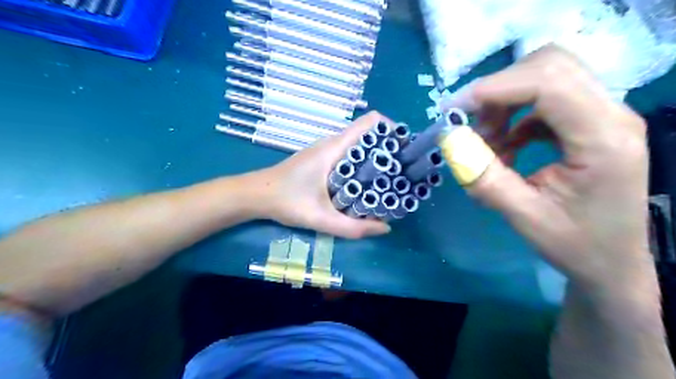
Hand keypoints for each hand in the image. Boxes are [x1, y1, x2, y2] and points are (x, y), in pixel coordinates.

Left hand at [253, 111, 390, 237]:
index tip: (404, 151)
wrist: (255, 194)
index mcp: (334, 147)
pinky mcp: (322, 158)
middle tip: (402, 171)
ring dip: (376, 157)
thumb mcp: (320, 218)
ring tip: (389, 178)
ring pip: (359, 145)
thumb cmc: (286, 201)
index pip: (371, 122)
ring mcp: (326, 149)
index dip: (392, 130)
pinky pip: (349, 154)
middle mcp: (332, 142)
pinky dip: (362, 163)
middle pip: (369, 134)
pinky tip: (365, 183)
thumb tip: (385, 228)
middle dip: (388, 148)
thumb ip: (352, 227)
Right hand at [448, 46, 652, 294]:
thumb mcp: (522, 215)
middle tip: (472, 125)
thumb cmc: (574, 244)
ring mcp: (602, 115)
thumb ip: (483, 177)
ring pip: (546, 78)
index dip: (495, 88)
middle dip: (499, 90)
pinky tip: (505, 147)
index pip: (549, 83)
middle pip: (549, 66)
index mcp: (602, 139)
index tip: (455, 111)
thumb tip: (449, 140)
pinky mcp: (588, 123)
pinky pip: (545, 100)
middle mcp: (611, 115)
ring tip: (487, 142)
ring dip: (505, 104)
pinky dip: (515, 117)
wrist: (612, 261)